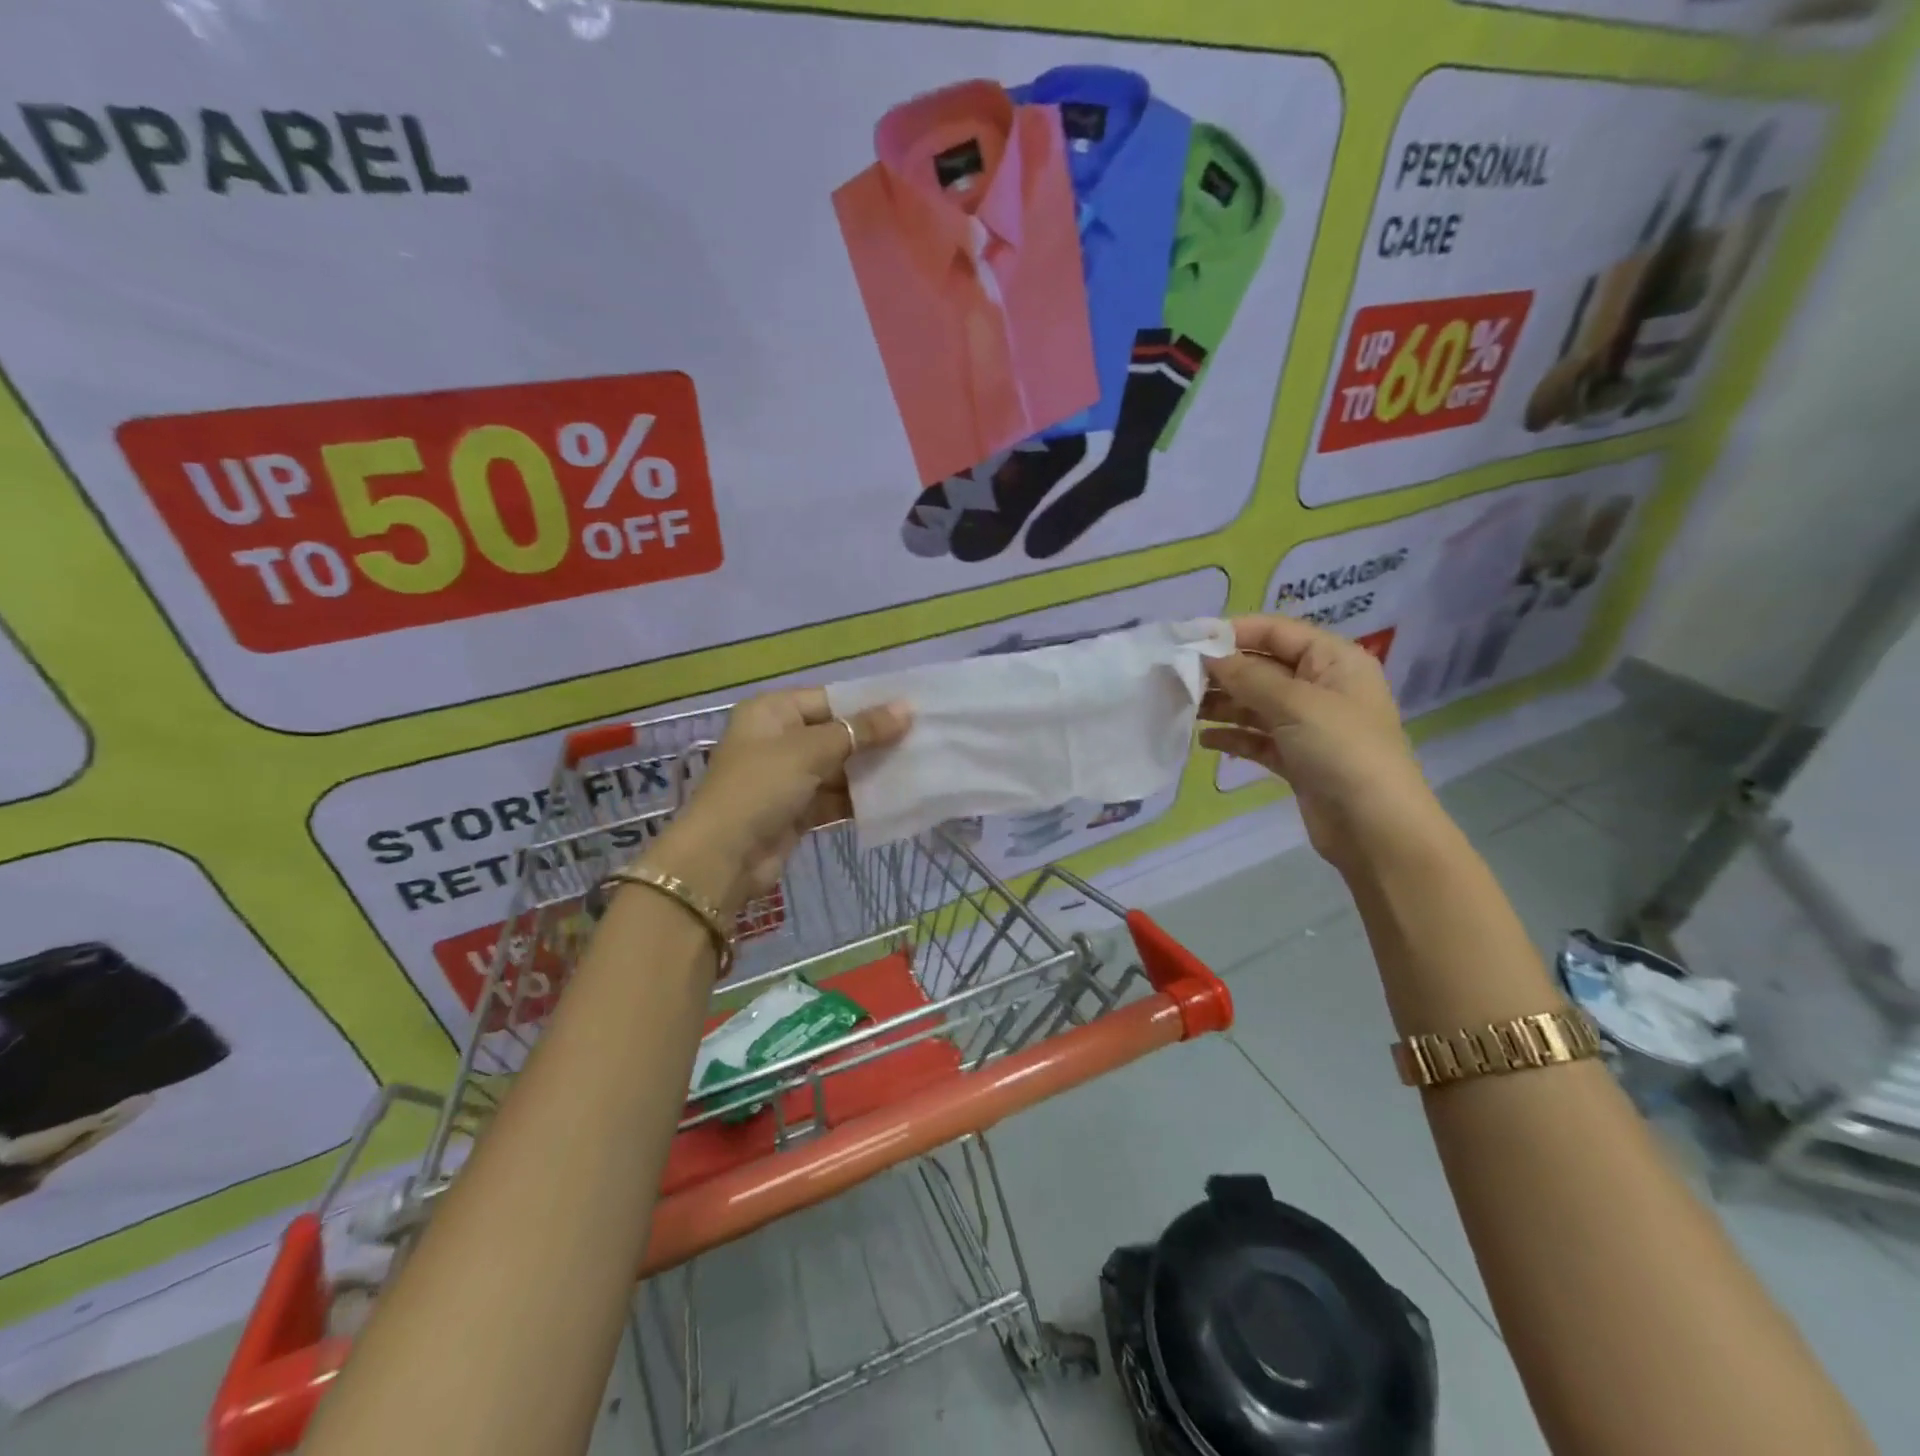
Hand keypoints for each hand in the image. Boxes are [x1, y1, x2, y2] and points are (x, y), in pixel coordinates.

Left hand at [643, 688, 910, 915]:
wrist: (724, 858)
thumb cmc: (761, 787)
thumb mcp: (811, 751)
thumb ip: (861, 730)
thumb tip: (907, 708)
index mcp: (772, 712)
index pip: (830, 699)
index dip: (868, 705)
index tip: (912, 711)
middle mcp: (778, 739)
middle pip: (836, 734)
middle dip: (874, 740)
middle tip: (923, 740)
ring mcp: (787, 778)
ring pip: (839, 768)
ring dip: (871, 772)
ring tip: (917, 768)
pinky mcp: (796, 811)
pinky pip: (835, 798)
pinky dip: (859, 799)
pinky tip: (894, 799)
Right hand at [1200, 615, 1444, 873]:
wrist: (1376, 829)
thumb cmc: (1342, 751)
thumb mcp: (1295, 704)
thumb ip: (1248, 677)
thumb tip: (1208, 657)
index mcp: (1334, 660)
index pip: (1276, 632)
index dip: (1233, 632)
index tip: (1188, 641)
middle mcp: (1322, 687)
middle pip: (1263, 668)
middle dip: (1222, 672)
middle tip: (1177, 679)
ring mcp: (1310, 725)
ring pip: (1256, 704)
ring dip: (1223, 705)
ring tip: (1184, 708)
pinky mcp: (1298, 759)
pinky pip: (1258, 738)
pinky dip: (1233, 737)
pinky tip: (1205, 741)